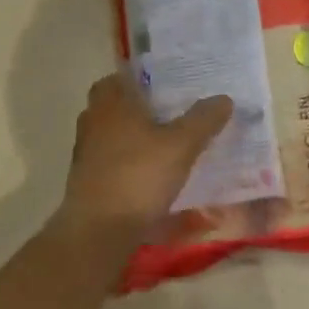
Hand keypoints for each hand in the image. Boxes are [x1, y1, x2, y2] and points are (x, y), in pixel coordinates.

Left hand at [60, 74, 232, 236]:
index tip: (167, 85)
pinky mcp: (85, 180)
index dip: (142, 77)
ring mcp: (86, 153)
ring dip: (132, 136)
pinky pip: (109, 160)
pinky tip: (150, 175)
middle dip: (139, 108)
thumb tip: (224, 98)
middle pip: (114, 104)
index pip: (120, 76)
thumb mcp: (182, 146)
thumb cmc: (139, 176)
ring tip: (165, 145)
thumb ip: (203, 120)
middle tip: (171, 114)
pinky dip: (126, 161)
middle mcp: (94, 121)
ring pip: (111, 133)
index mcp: (113, 103)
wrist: (99, 232)